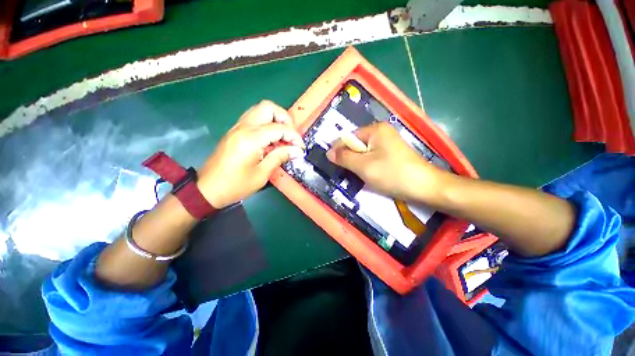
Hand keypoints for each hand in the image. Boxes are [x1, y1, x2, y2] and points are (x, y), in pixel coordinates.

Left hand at [197, 101, 304, 208]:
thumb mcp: (262, 174)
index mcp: (251, 138)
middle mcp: (243, 127)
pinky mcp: (234, 131)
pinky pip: (253, 119)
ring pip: (260, 110)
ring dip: (275, 119)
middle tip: (291, 136)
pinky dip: (266, 124)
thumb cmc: (236, 185)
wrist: (207, 189)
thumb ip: (280, 157)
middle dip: (285, 119)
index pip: (279, 128)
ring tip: (283, 137)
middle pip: (268, 107)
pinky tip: (271, 140)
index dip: (294, 137)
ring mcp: (237, 127)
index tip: (300, 148)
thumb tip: (297, 151)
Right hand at [327, 122, 443, 202]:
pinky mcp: (393, 153)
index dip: (339, 150)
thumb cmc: (392, 174)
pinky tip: (370, 174)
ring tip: (359, 175)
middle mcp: (382, 132)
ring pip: (364, 152)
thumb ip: (344, 157)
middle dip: (350, 158)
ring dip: (358, 163)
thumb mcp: (363, 166)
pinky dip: (368, 165)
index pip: (349, 137)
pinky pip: (373, 157)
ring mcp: (389, 143)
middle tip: (347, 172)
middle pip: (357, 144)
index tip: (332, 164)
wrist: (425, 187)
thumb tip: (328, 152)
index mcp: (375, 129)